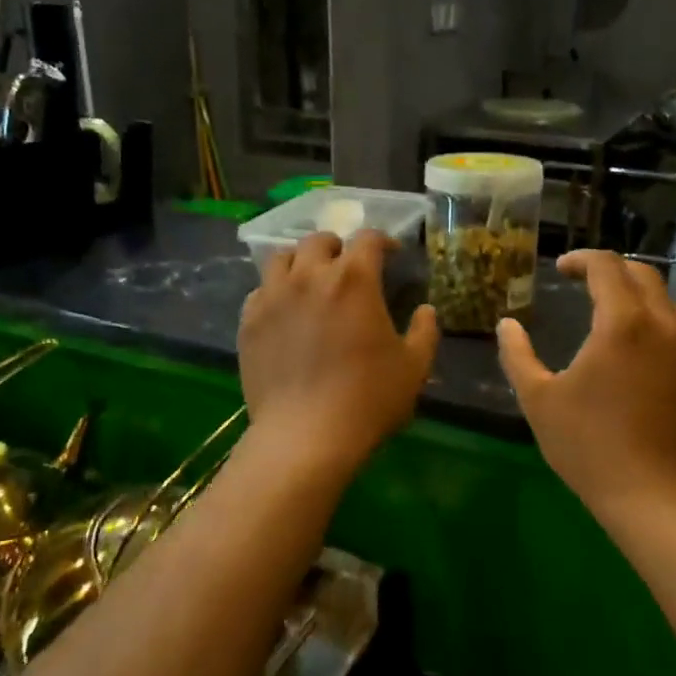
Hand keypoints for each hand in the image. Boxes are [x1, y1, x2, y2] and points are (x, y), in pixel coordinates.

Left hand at [238, 230, 439, 469]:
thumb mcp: (413, 367)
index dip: (382, 240)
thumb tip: (426, 310)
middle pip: (319, 241)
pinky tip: (284, 310)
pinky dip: (275, 291)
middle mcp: (310, 276)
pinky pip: (259, 291)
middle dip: (338, 247)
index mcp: (354, 279)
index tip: (391, 253)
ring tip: (310, 280)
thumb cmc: (368, 399)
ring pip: (282, 258)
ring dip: (301, 262)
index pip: (368, 239)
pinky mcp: (249, 322)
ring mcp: (273, 297)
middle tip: (347, 266)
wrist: (305, 436)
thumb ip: (425, 332)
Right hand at [497, 251, 675, 513]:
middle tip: (583, 282)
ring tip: (606, 315)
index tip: (560, 269)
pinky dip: (652, 328)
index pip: (607, 266)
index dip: (581, 259)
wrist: (654, 499)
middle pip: (644, 275)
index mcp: (622, 323)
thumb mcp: (539, 400)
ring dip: (635, 297)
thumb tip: (507, 324)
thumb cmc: (589, 446)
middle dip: (611, 269)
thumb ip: (518, 355)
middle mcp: (663, 326)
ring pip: (665, 304)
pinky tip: (632, 357)